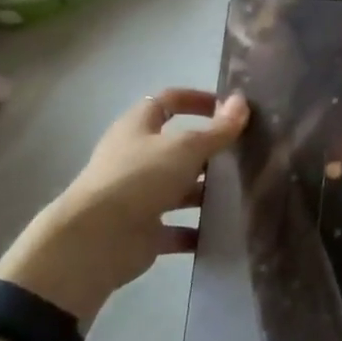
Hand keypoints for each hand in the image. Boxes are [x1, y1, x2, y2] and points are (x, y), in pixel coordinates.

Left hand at [0, 89, 248, 323]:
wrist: (96, 241)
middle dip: (209, 150)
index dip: (195, 100)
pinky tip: (226, 230)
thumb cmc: (139, 178)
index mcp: (138, 128)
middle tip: (245, 153)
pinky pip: (178, 228)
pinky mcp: (143, 231)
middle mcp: (135, 159)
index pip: (167, 102)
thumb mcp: (186, 147)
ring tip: (243, 192)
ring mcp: (138, 196)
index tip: (228, 108)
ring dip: (206, 192)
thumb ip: (217, 128)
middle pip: (177, 148)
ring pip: (179, 189)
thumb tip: (242, 101)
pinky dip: (199, 230)